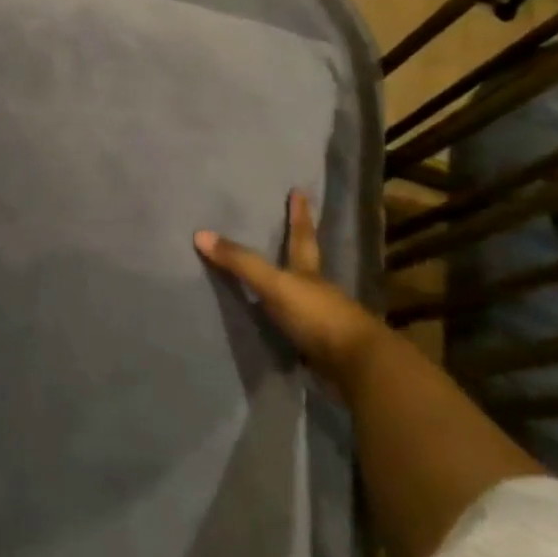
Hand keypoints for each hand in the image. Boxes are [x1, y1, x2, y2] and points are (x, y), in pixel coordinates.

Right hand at [194, 189, 389, 387]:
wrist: (357, 365)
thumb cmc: (317, 315)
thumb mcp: (275, 285)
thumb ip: (241, 262)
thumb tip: (200, 234)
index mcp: (308, 272)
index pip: (301, 236)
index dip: (299, 214)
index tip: (300, 191)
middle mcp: (318, 291)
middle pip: (305, 264)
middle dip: (298, 248)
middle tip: (289, 231)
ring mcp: (322, 319)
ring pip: (303, 296)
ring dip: (290, 288)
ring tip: (272, 280)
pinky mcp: (320, 346)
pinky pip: (297, 327)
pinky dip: (287, 322)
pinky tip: (275, 325)